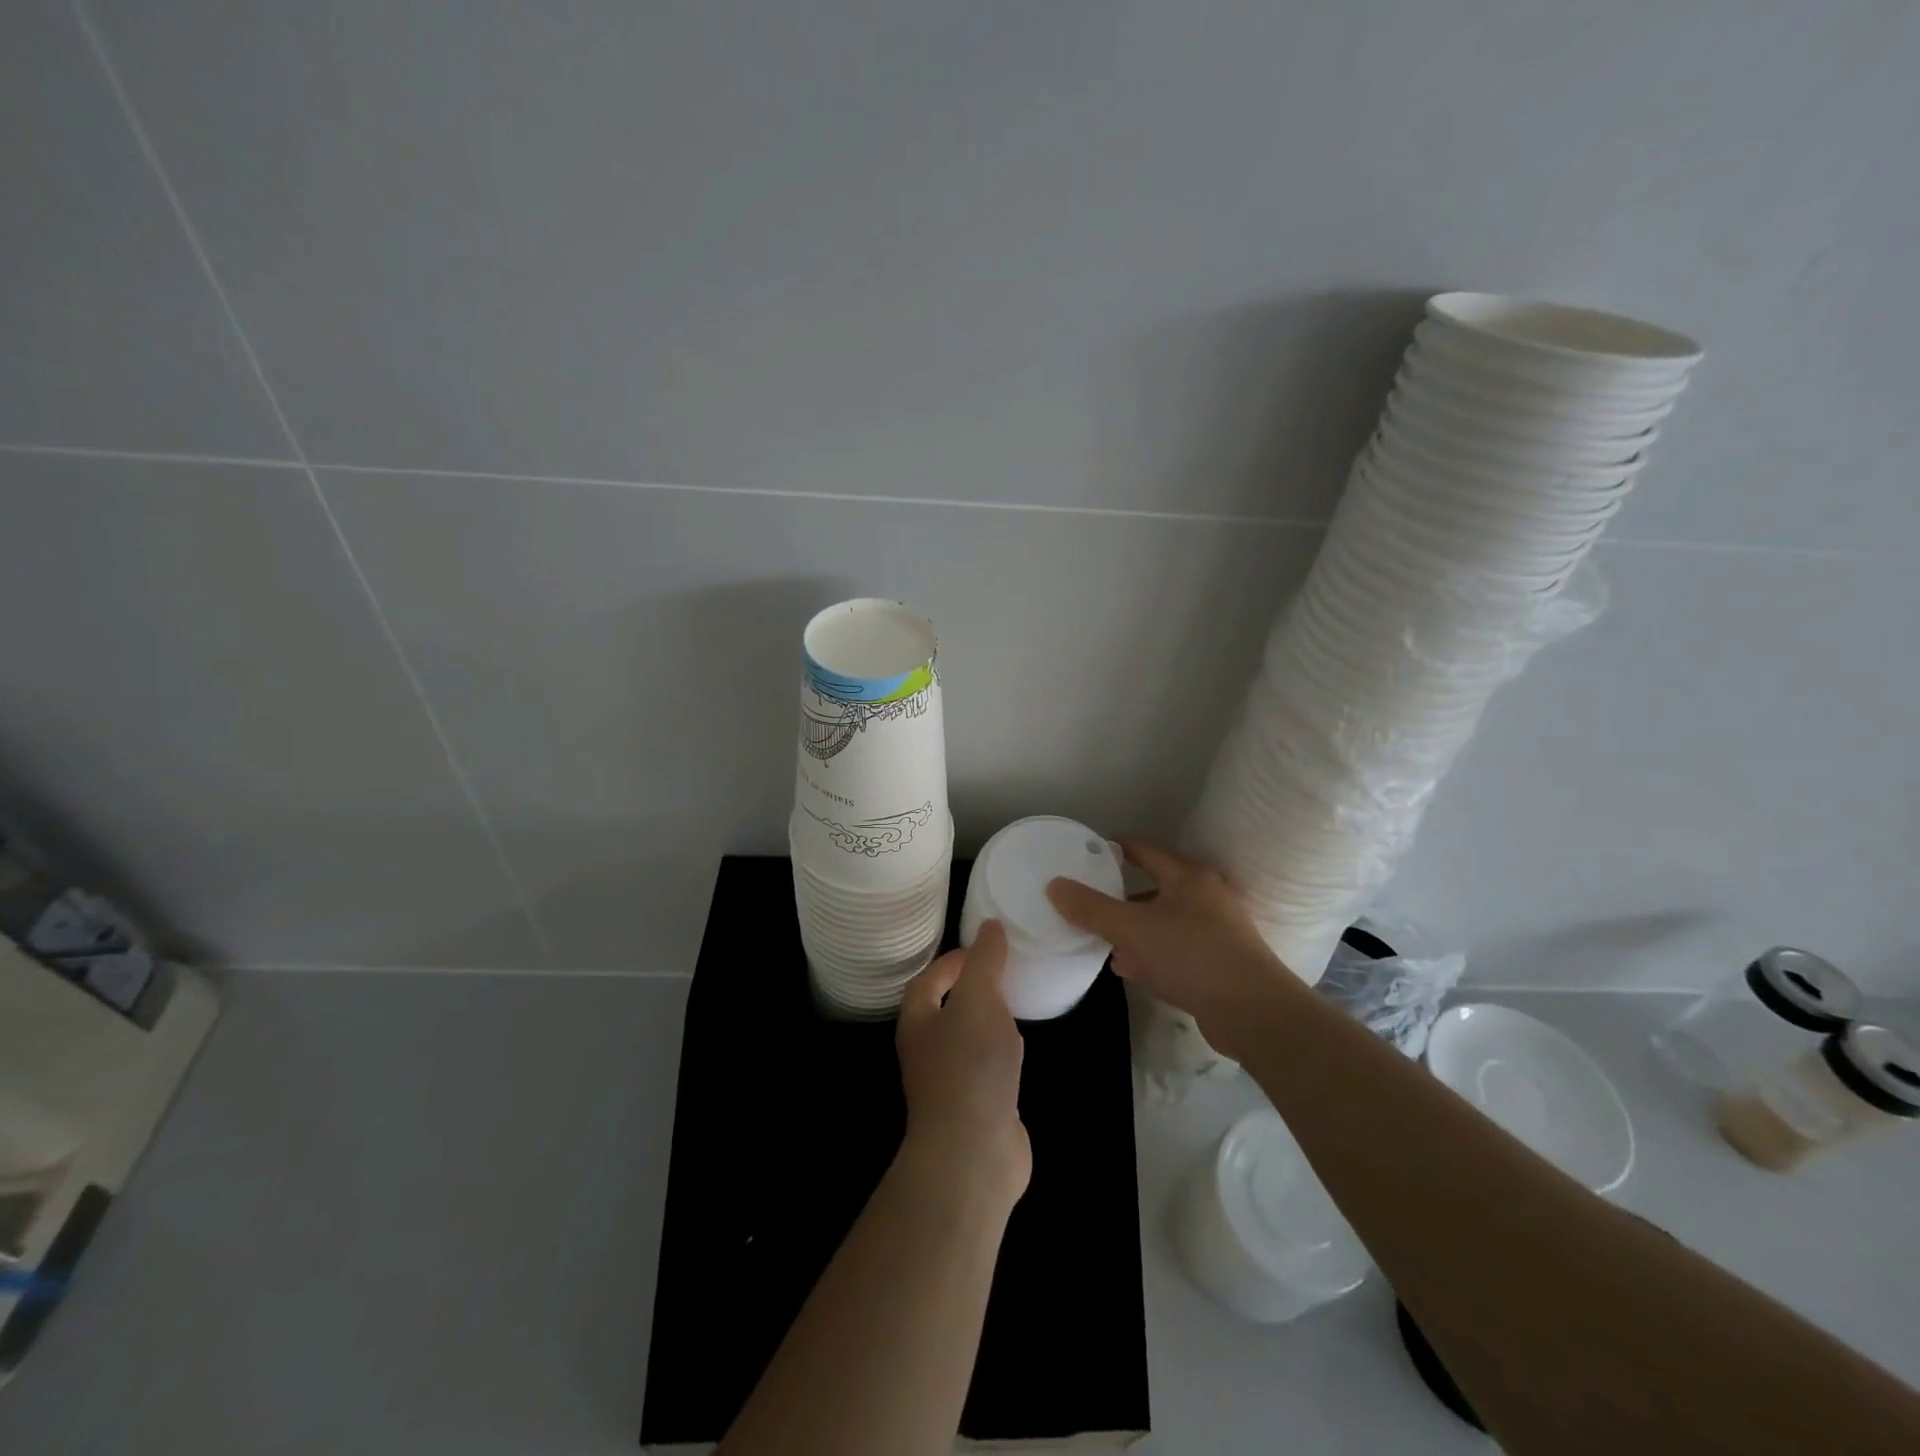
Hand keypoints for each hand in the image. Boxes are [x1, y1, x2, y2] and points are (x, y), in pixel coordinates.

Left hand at [896, 921, 1030, 1203]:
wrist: (973, 1152)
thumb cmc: (969, 1065)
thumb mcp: (979, 1000)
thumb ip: (985, 961)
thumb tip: (990, 925)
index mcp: (918, 1020)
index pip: (928, 979)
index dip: (952, 960)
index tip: (984, 947)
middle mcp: (926, 1050)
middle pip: (944, 1009)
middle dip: (971, 989)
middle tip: (1003, 973)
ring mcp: (949, 1082)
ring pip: (966, 1039)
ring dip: (986, 1022)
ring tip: (1013, 1006)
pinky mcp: (974, 1107)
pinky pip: (985, 1069)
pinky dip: (1000, 1054)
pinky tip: (1019, 1052)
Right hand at [1046, 838, 1304, 1059]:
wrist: (1253, 1012)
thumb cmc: (1191, 956)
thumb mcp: (1132, 929)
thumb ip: (1091, 908)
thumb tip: (1054, 885)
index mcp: (1188, 877)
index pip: (1144, 849)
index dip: (1114, 847)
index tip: (1086, 852)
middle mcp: (1205, 897)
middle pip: (1154, 887)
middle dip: (1120, 894)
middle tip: (1088, 899)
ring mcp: (1215, 931)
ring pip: (1163, 921)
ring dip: (1134, 928)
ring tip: (1101, 937)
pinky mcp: (1218, 963)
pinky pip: (1174, 949)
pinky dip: (1149, 953)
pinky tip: (1127, 968)